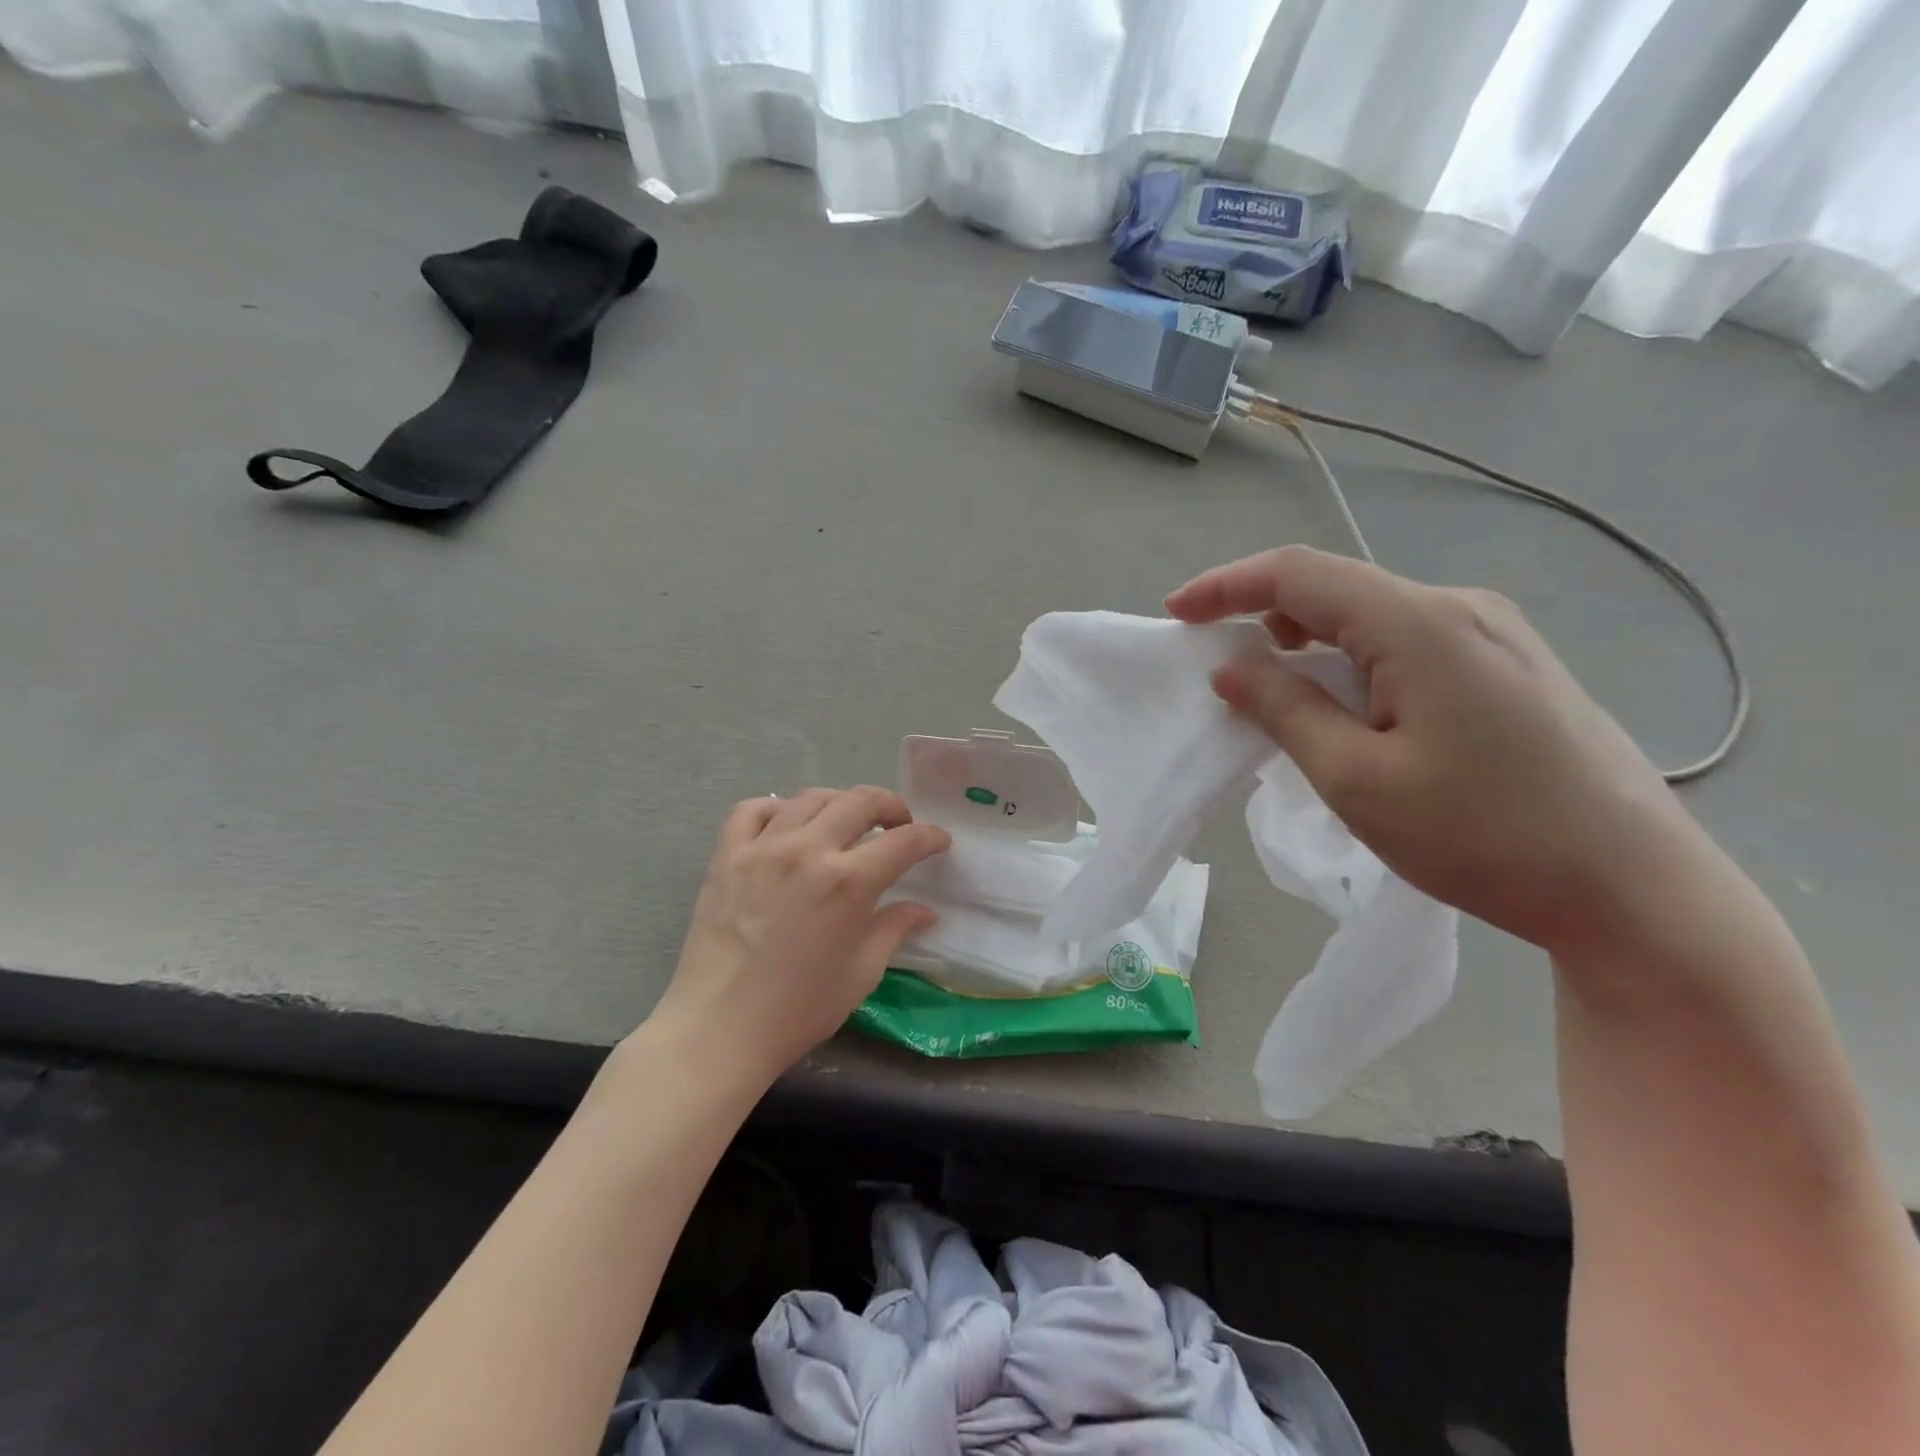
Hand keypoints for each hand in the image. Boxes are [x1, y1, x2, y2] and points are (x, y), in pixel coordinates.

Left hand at [646, 787, 950, 1087]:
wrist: (718, 1029)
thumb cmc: (798, 1009)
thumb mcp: (861, 973)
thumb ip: (894, 930)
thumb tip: (925, 910)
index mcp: (848, 882)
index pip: (904, 841)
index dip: (929, 837)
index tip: (939, 841)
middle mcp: (808, 850)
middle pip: (861, 801)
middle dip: (891, 806)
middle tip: (899, 825)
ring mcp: (763, 847)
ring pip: (812, 798)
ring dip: (841, 802)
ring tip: (848, 822)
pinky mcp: (727, 855)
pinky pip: (754, 809)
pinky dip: (778, 808)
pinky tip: (788, 825)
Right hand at [1166, 546, 1709, 957]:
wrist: (1635, 891)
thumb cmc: (1483, 837)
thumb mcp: (1357, 779)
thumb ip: (1284, 710)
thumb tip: (1231, 667)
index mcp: (1420, 624)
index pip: (1298, 574)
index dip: (1225, 585)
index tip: (1175, 614)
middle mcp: (1460, 608)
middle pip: (1336, 590)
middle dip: (1262, 617)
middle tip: (1218, 666)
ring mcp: (1494, 634)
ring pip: (1370, 618)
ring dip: (1308, 644)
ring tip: (1274, 695)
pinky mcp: (1509, 666)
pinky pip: (1406, 643)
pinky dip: (1352, 663)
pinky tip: (1345, 708)